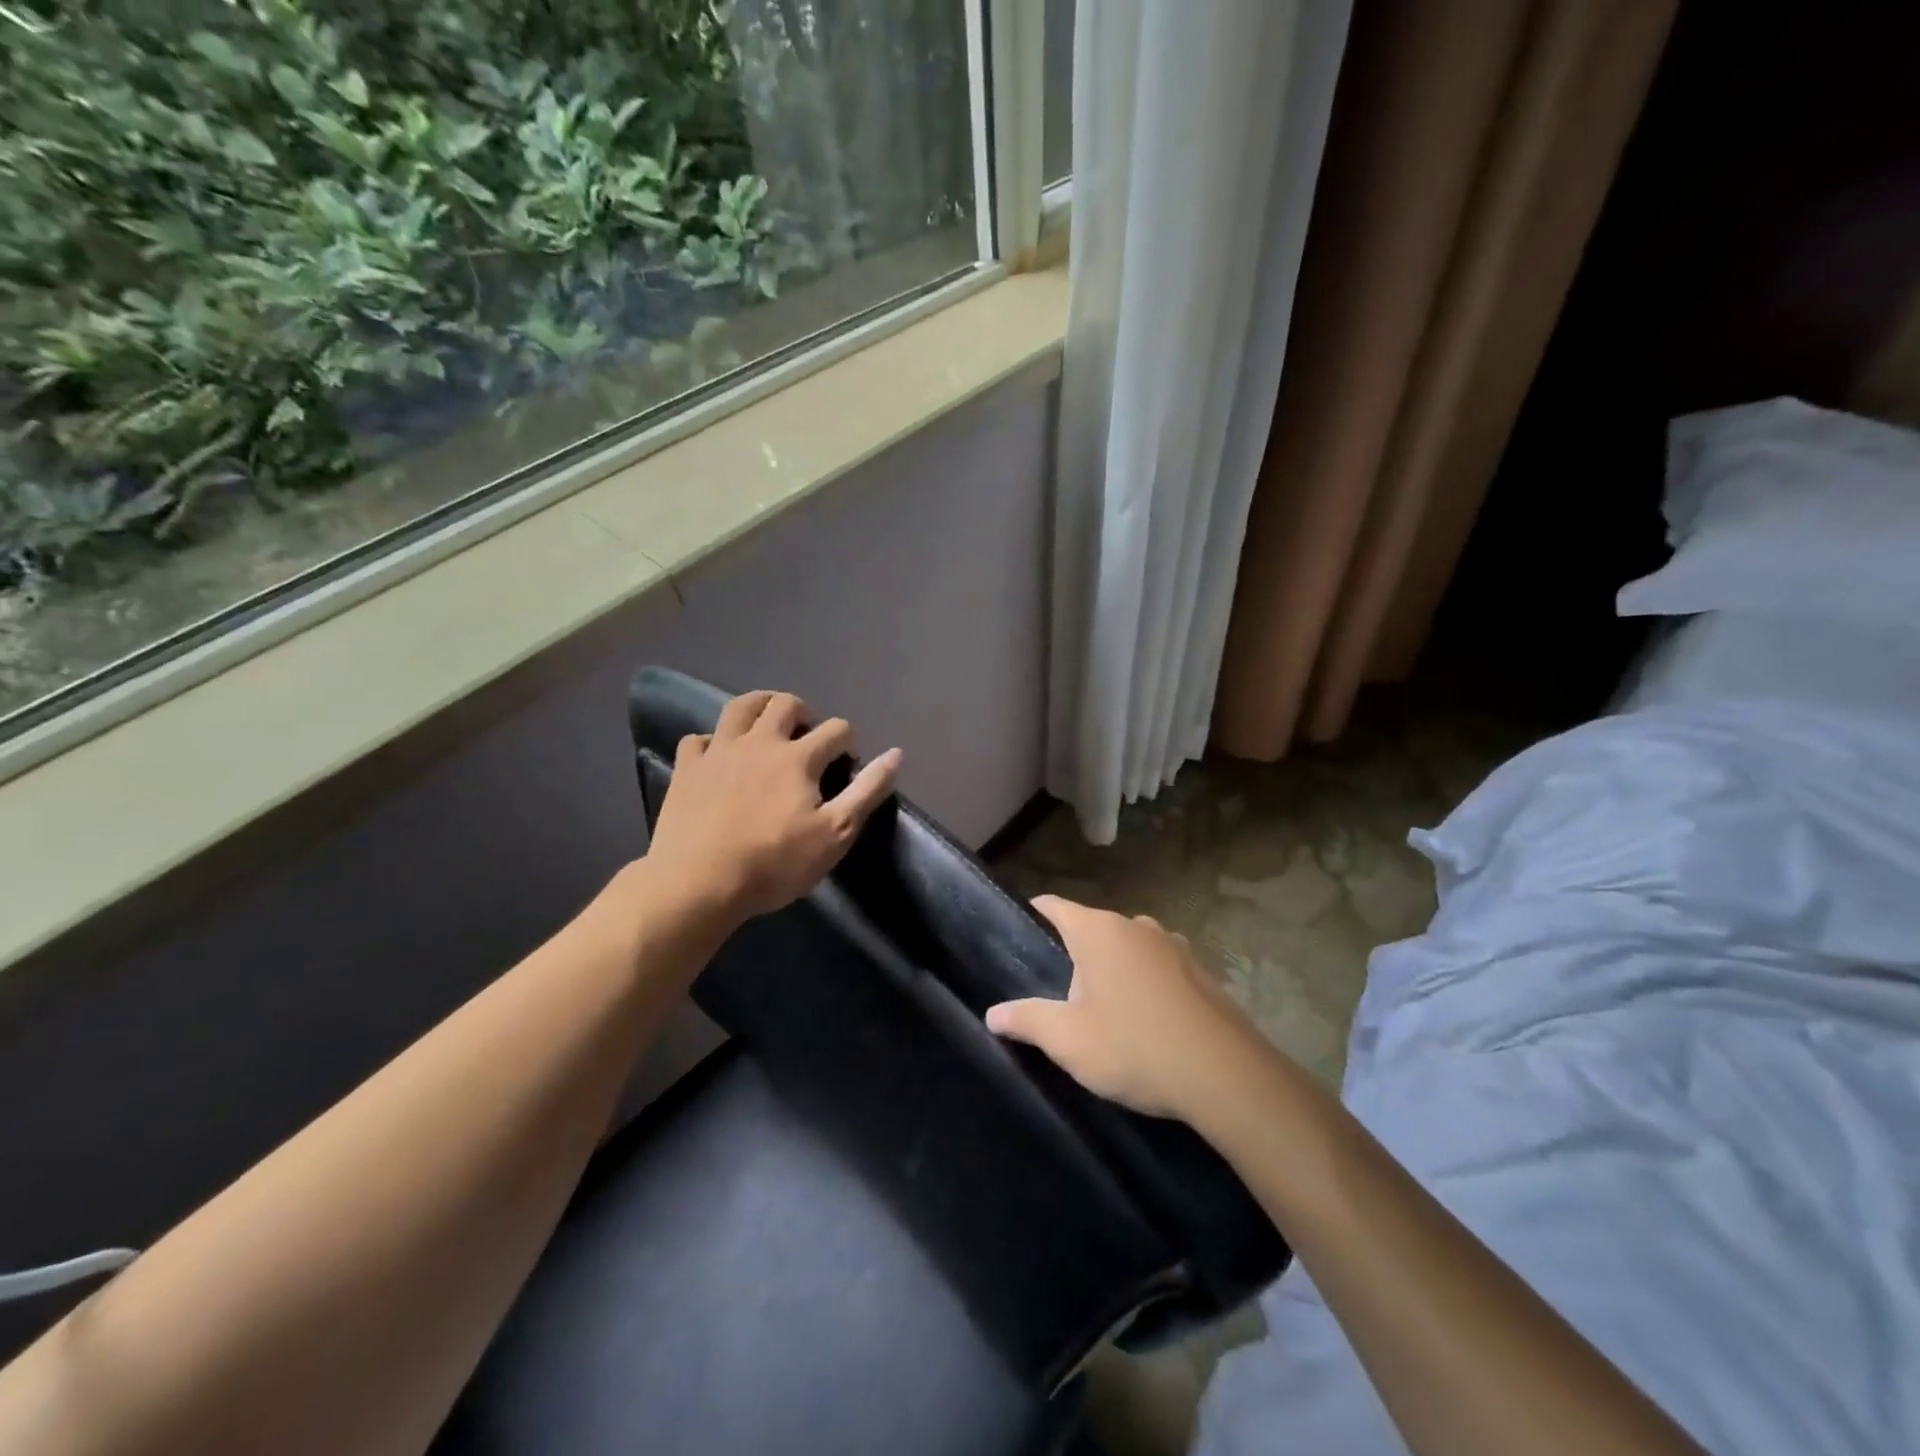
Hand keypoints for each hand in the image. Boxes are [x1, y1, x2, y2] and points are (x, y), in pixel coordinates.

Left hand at [646, 690, 902, 922]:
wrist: (698, 883)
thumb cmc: (774, 863)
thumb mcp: (835, 834)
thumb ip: (867, 791)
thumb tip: (896, 754)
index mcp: (799, 757)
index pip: (836, 729)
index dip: (847, 741)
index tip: (846, 762)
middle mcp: (760, 742)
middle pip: (785, 704)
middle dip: (804, 712)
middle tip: (808, 736)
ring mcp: (719, 751)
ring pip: (740, 707)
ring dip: (760, 707)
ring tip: (768, 724)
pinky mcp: (688, 768)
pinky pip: (699, 739)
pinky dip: (713, 741)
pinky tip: (719, 756)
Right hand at [986, 895, 1266, 1121]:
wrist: (1225, 1076)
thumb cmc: (1135, 1048)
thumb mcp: (1068, 1041)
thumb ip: (1026, 1020)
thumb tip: (993, 1013)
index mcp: (1098, 931)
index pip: (1055, 906)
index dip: (1035, 913)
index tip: (1021, 931)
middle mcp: (1136, 925)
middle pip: (1092, 929)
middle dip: (1075, 955)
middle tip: (1060, 996)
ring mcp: (1173, 945)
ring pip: (1128, 948)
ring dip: (1114, 970)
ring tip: (1106, 1011)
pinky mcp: (1200, 970)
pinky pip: (1158, 967)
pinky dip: (1146, 983)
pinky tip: (1148, 1021)